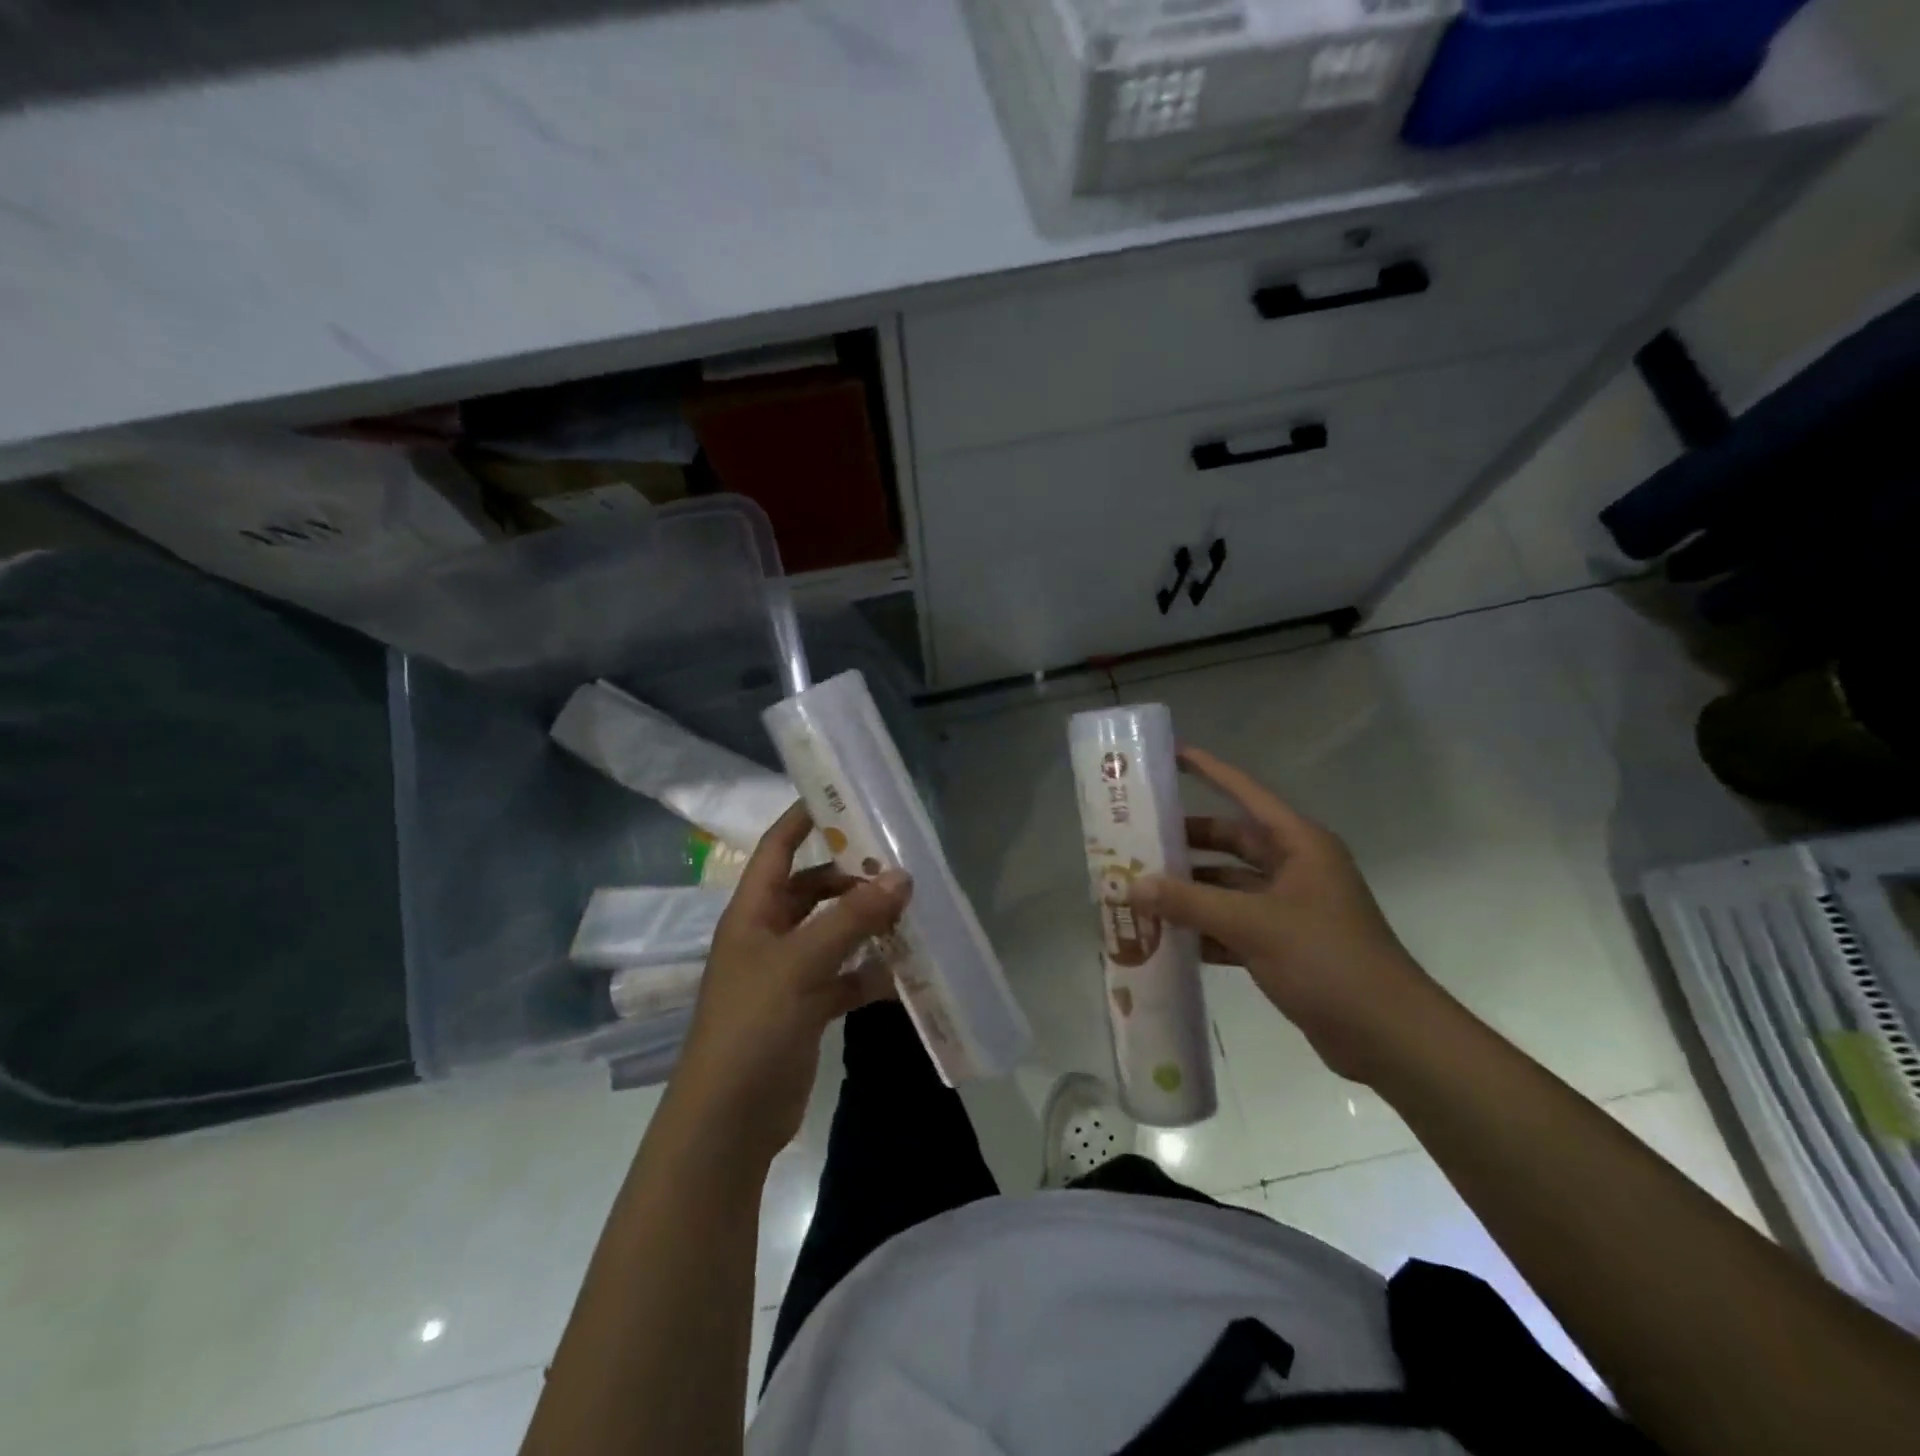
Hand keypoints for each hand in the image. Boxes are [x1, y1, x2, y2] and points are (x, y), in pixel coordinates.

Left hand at [669, 802, 910, 1163]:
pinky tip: (901, 974)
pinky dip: (869, 973)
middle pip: (813, 889)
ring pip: (833, 933)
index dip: (804, 818)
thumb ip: (852, 918)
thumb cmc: (753, 1024)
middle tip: (899, 866)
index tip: (843, 796)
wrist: (728, 1120)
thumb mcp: (802, 962)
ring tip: (910, 914)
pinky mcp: (805, 1009)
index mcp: (753, 912)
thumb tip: (902, 876)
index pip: (777, 848)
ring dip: (866, 924)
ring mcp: (787, 974)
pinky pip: (843, 978)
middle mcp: (768, 935)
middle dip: (852, 877)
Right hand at [1128, 745, 1442, 1085]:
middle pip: (1230, 841)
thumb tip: (1131, 886)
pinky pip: (1233, 924)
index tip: (1169, 755)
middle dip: (1185, 841)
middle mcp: (1294, 867)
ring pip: (1228, 886)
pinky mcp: (1284, 944)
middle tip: (1135, 839)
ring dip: (1189, 890)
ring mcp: (1289, 907)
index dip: (1209, 771)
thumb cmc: (1326, 959)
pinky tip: (1165, 937)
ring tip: (1138, 889)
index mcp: (1298, 844)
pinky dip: (1203, 928)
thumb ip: (1189, 902)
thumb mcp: (1252, 924)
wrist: (1387, 1036)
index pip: (1245, 793)